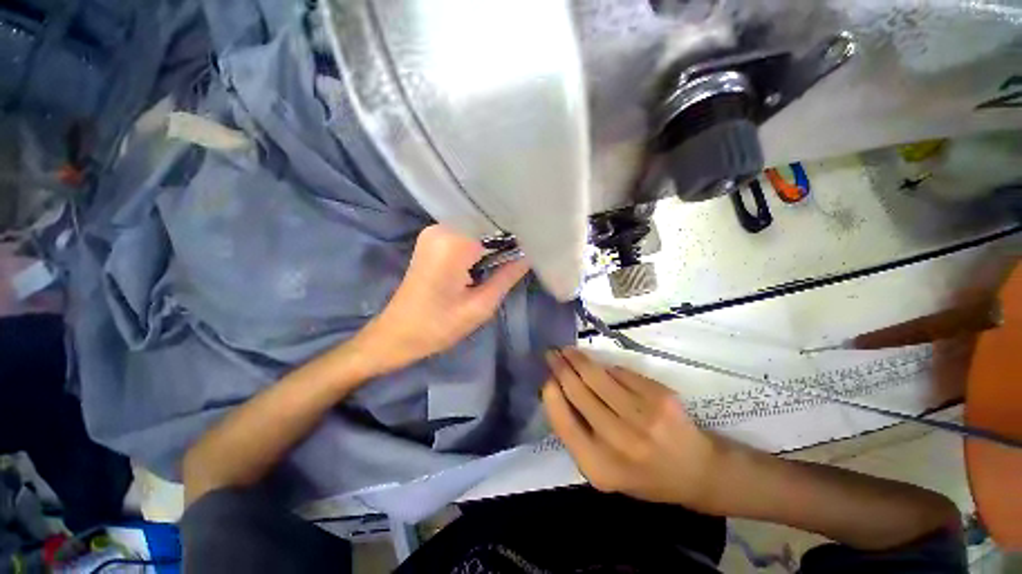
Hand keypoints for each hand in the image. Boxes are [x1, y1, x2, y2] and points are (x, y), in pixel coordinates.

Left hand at [360, 225, 527, 370]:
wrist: (397, 334)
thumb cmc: (438, 326)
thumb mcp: (480, 306)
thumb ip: (507, 277)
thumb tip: (530, 255)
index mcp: (453, 243)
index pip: (496, 227)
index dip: (517, 237)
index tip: (535, 245)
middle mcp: (441, 228)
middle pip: (485, 223)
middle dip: (506, 238)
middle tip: (525, 253)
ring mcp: (434, 231)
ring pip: (476, 228)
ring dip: (493, 242)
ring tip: (510, 256)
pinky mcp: (432, 239)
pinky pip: (464, 233)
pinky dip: (480, 244)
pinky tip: (489, 258)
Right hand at [542, 348, 722, 509]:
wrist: (696, 470)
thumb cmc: (643, 473)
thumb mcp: (604, 469)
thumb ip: (578, 435)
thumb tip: (557, 390)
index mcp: (600, 467)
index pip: (563, 423)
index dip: (551, 396)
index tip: (546, 378)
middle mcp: (620, 442)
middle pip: (579, 393)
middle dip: (561, 368)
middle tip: (551, 354)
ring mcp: (643, 417)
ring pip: (597, 376)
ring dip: (578, 359)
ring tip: (568, 351)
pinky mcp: (659, 397)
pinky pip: (620, 372)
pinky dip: (606, 367)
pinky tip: (599, 365)